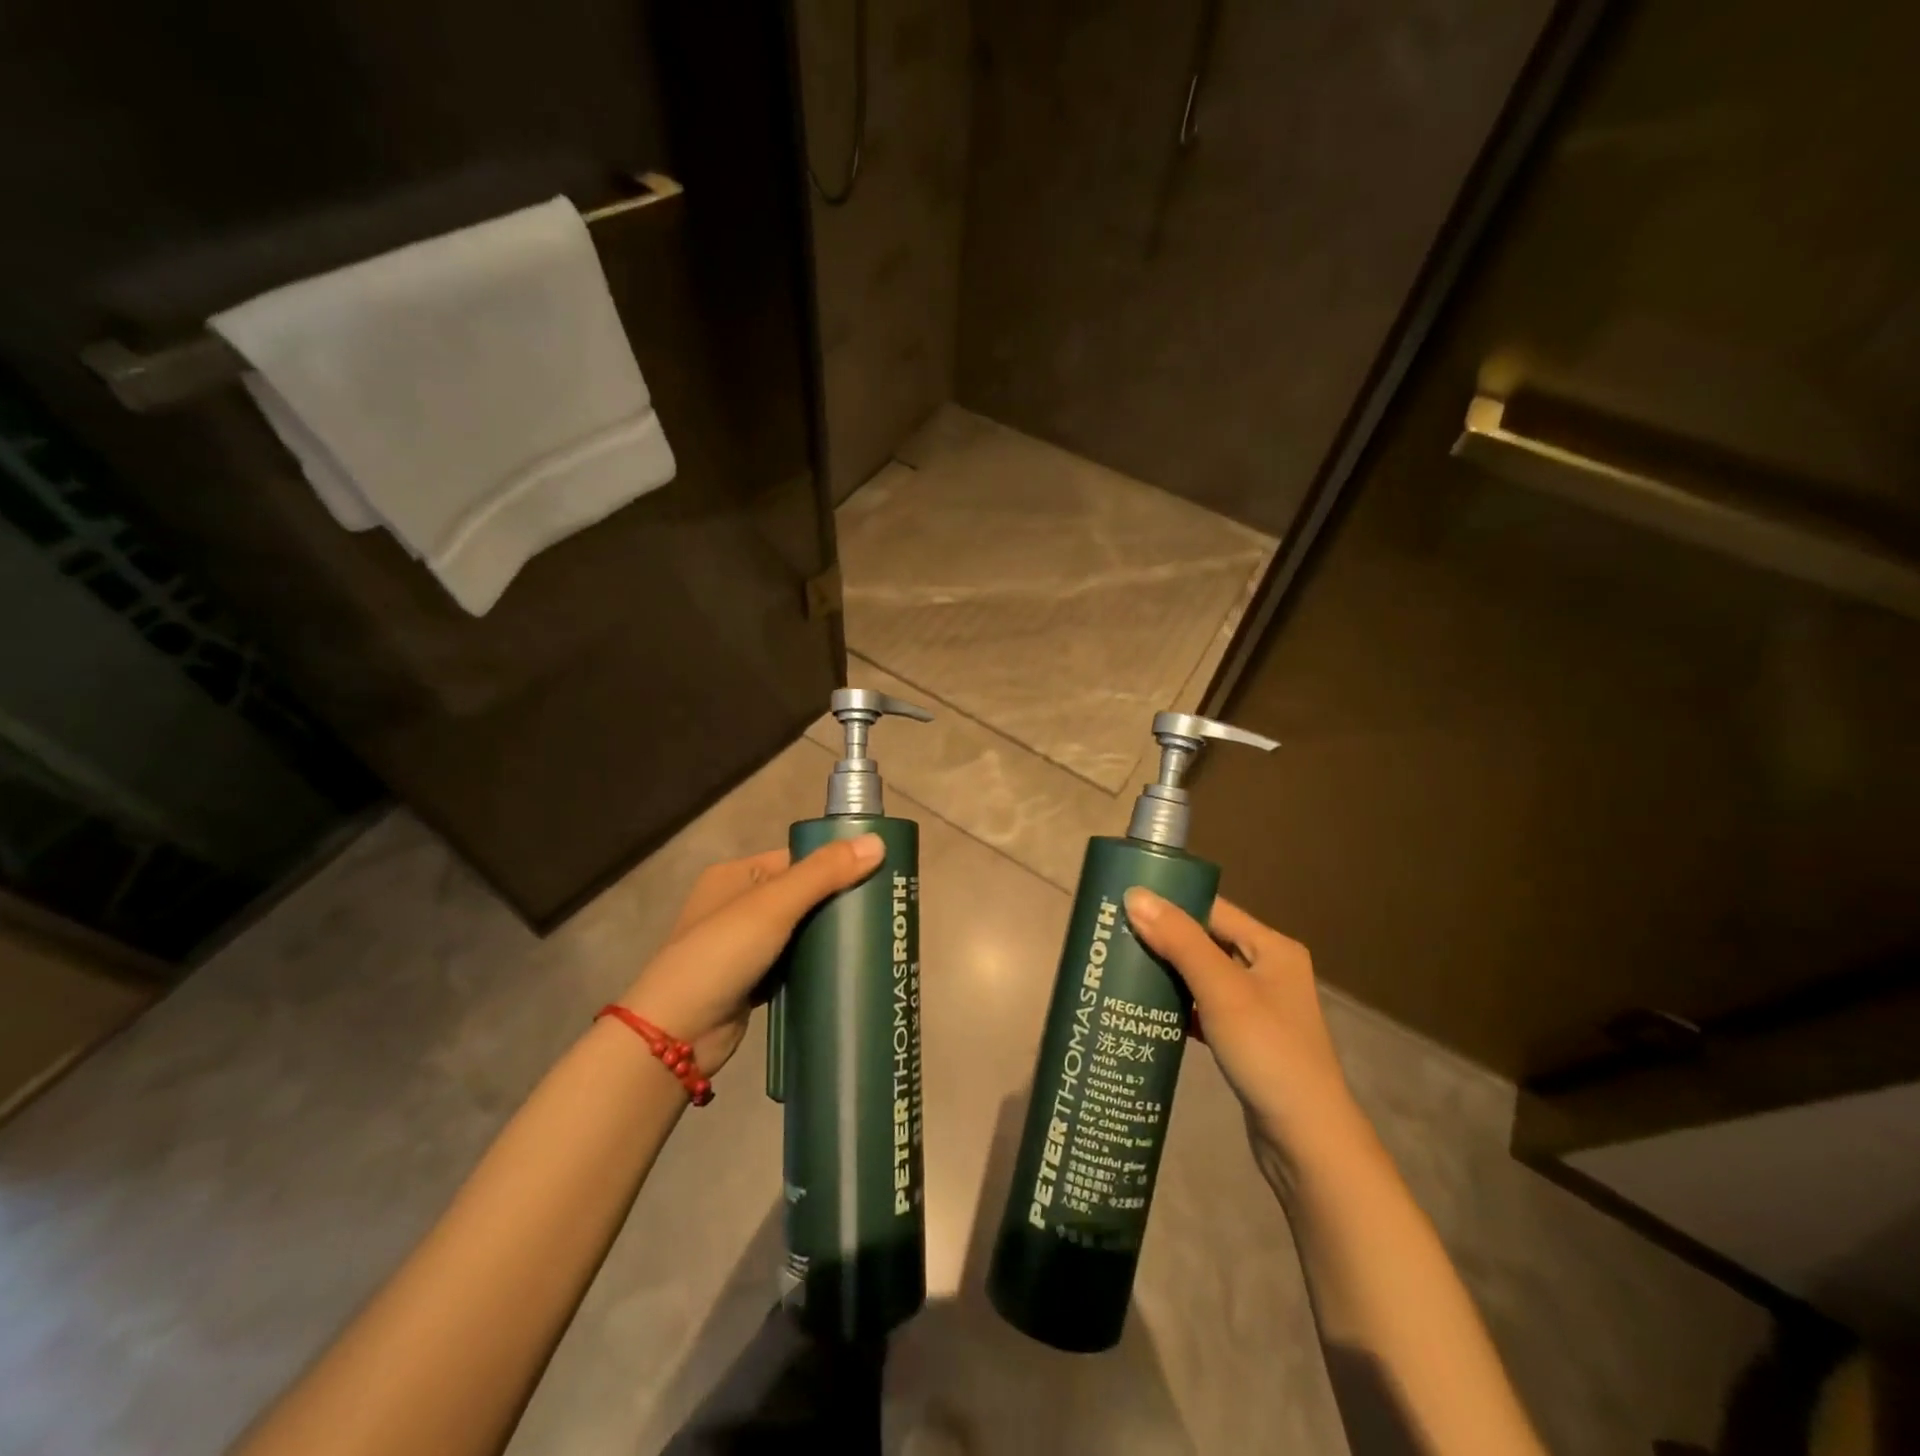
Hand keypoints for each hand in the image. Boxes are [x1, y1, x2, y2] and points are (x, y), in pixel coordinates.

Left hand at [620, 834, 884, 1072]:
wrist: (674, 1035)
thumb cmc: (720, 955)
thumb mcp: (774, 905)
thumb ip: (824, 873)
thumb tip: (878, 841)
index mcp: (737, 875)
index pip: (798, 858)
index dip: (836, 862)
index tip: (880, 873)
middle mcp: (739, 905)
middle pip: (802, 894)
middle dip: (839, 901)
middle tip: (884, 910)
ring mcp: (744, 946)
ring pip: (801, 931)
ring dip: (830, 935)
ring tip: (876, 937)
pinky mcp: (753, 981)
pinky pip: (794, 963)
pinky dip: (816, 965)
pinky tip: (848, 967)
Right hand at [1123, 889, 1362, 1170]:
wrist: (1307, 1142)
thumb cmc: (1268, 1053)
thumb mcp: (1221, 990)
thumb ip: (1179, 941)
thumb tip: (1134, 895)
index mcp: (1272, 947)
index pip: (1212, 908)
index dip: (1169, 901)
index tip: (1122, 900)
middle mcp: (1267, 969)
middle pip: (1205, 940)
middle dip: (1161, 937)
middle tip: (1111, 935)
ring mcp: (1257, 1006)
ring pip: (1201, 975)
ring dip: (1166, 972)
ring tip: (1119, 966)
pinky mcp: (1245, 1038)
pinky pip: (1203, 1007)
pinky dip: (1177, 1005)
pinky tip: (1145, 1009)